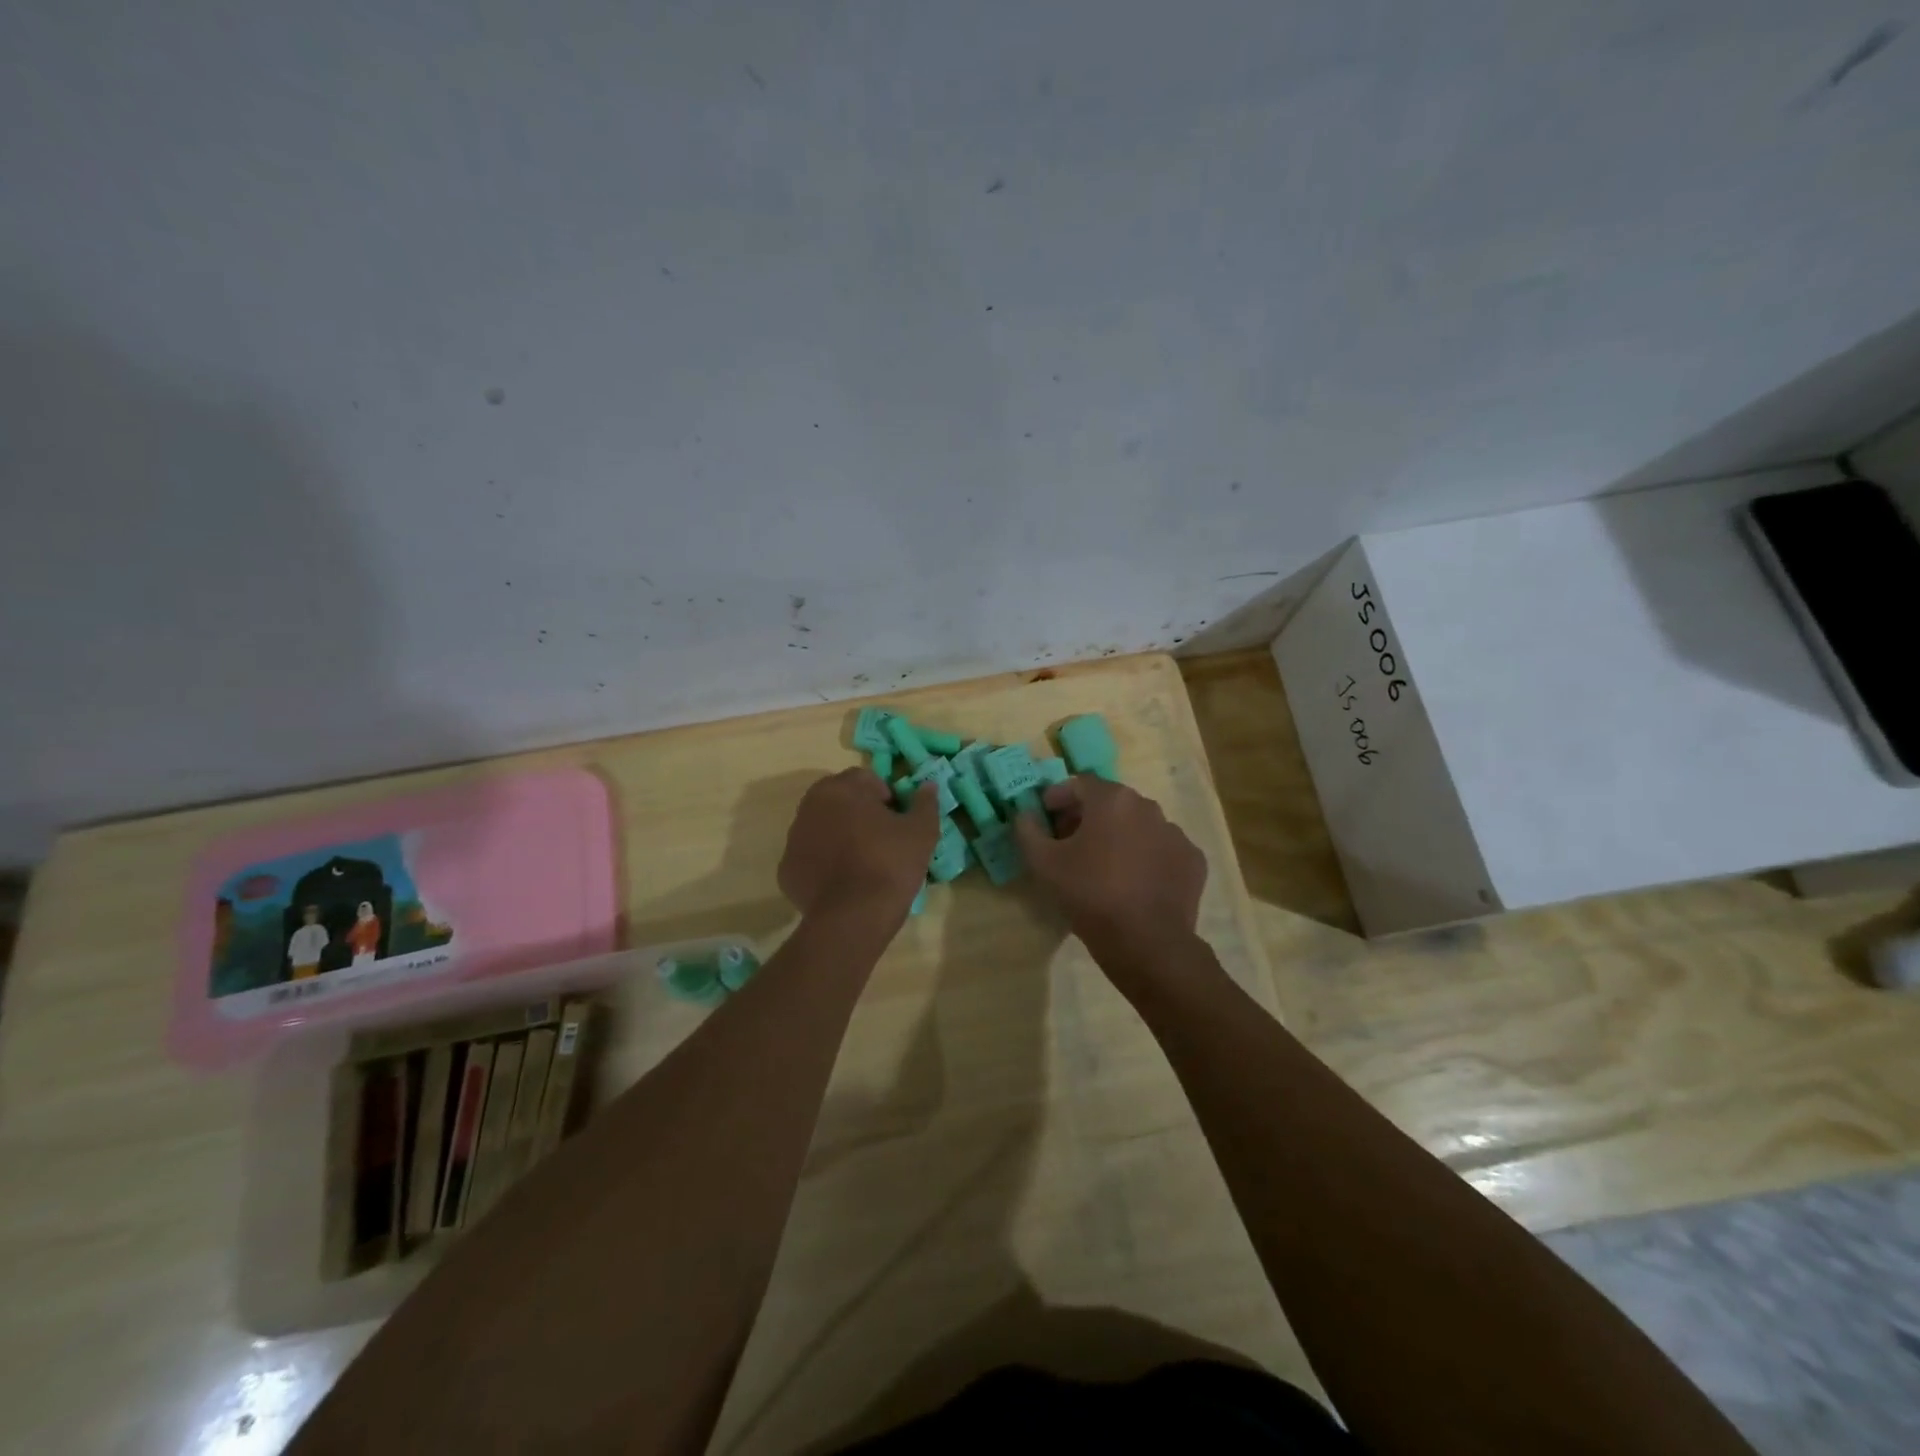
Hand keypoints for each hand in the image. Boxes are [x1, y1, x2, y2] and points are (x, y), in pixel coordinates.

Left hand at [778, 769, 939, 918]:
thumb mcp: (922, 832)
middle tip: (882, 839)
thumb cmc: (890, 864)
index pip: (866, 779)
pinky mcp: (786, 869)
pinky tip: (843, 881)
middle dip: (859, 812)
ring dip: (839, 835)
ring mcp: (794, 838)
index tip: (898, 820)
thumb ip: (925, 803)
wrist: (854, 918)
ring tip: (863, 862)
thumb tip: (928, 786)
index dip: (886, 797)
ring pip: (822, 827)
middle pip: (840, 800)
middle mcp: (810, 806)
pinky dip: (824, 862)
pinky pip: (810, 856)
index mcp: (841, 789)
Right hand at [1013, 776, 1206, 957]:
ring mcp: (1175, 833)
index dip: (1058, 797)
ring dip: (1118, 836)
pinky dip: (1146, 858)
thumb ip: (1028, 830)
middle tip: (1069, 843)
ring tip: (1102, 866)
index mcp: (1112, 799)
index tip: (1046, 817)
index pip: (1079, 783)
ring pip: (1138, 826)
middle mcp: (1148, 806)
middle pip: (1111, 802)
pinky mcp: (1192, 860)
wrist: (1146, 943)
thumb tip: (1025, 814)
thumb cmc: (1090, 894)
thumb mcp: (1043, 863)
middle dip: (1087, 817)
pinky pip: (1161, 850)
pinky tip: (1133, 882)